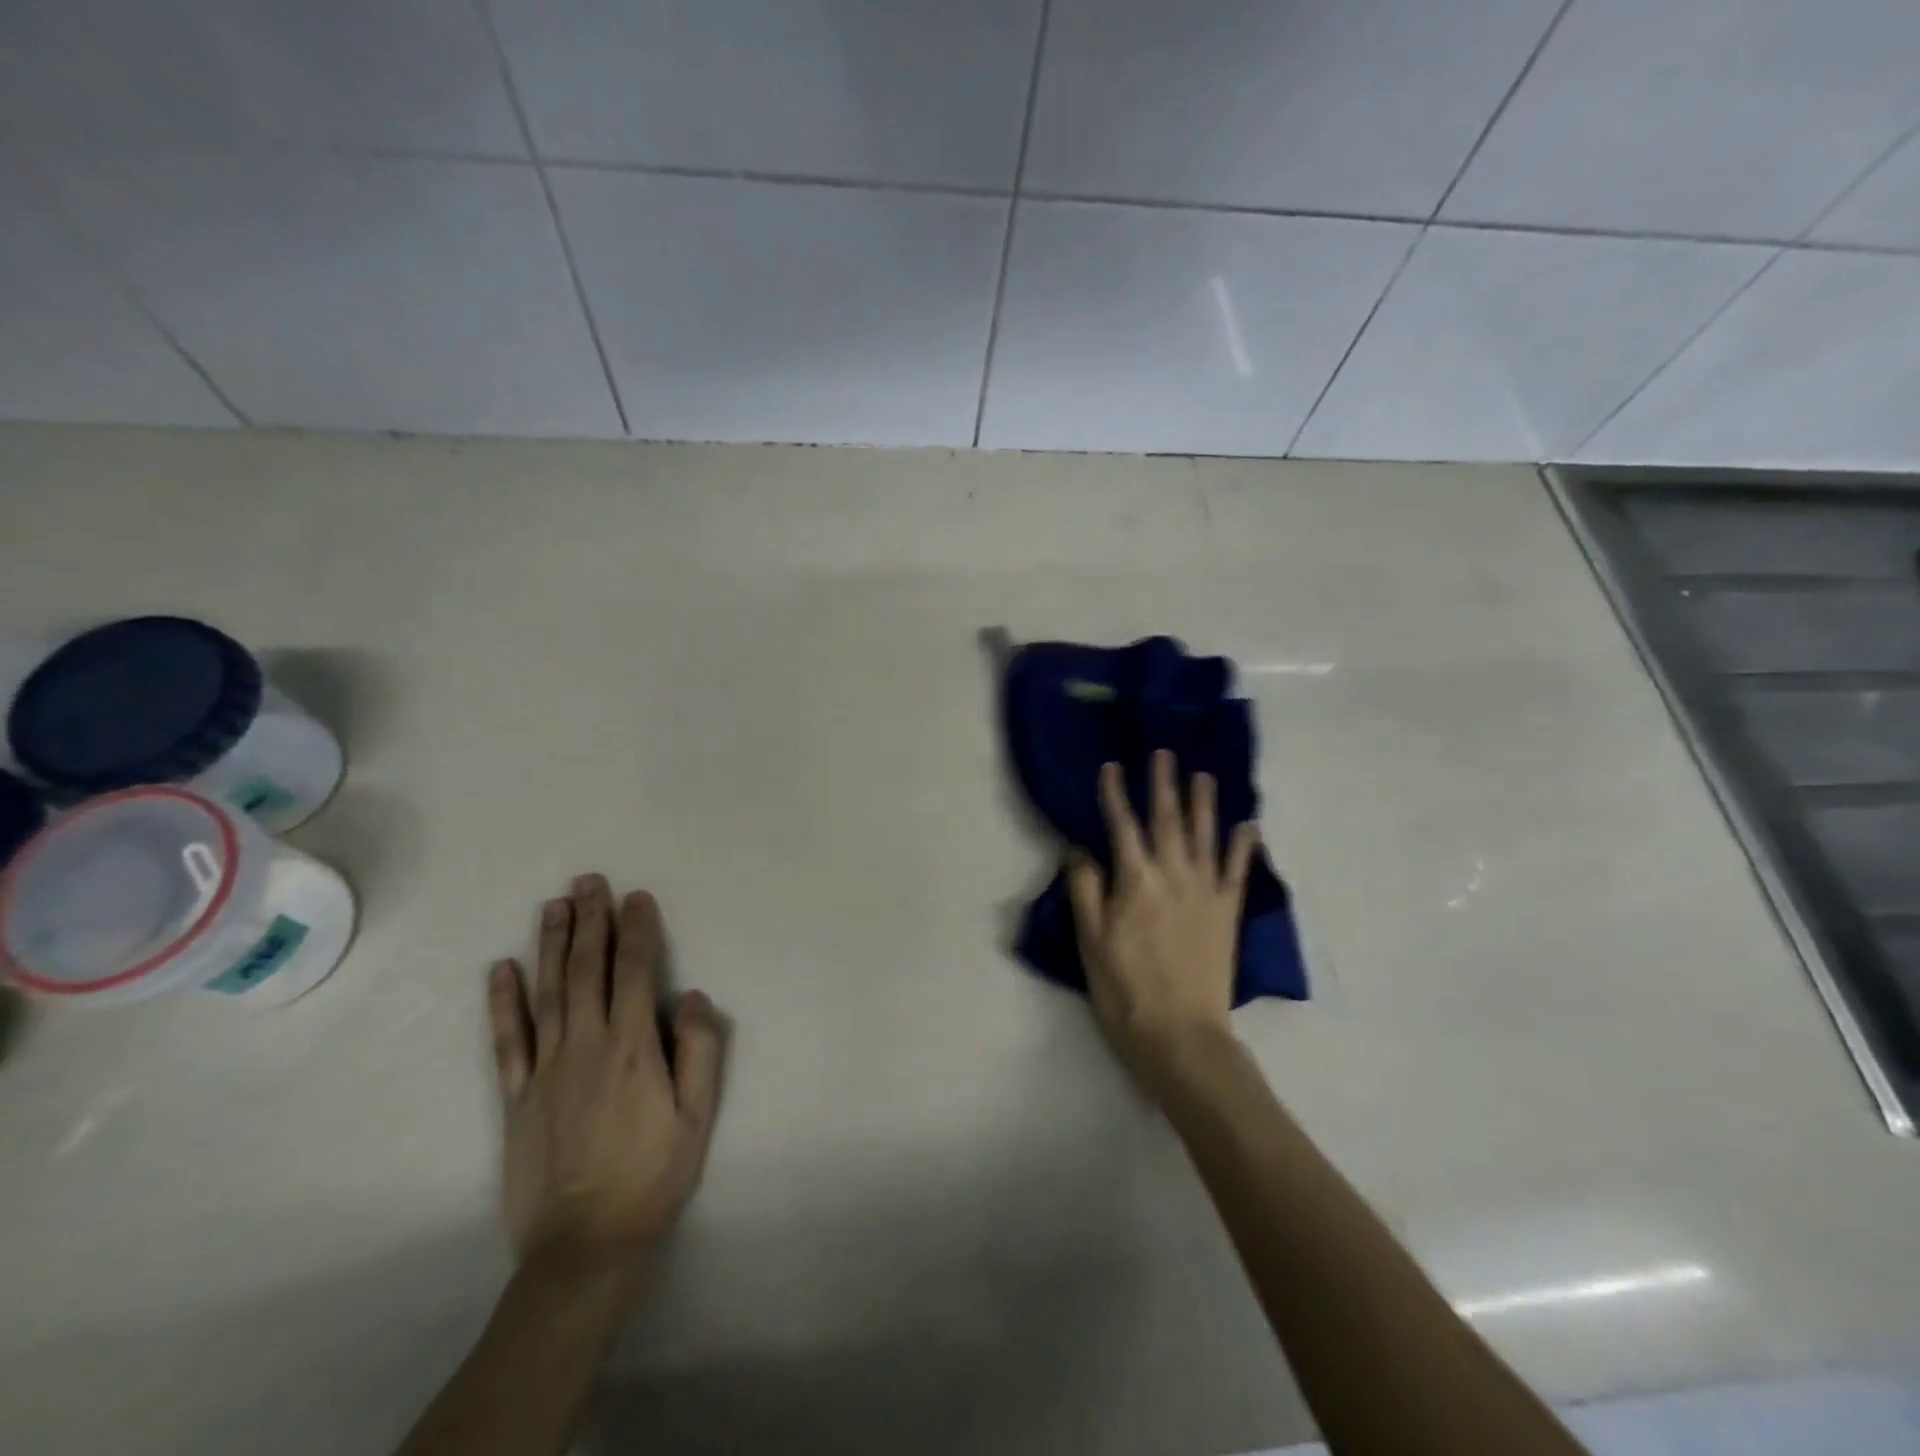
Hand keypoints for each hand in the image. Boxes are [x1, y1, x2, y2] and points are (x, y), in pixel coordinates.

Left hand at [488, 875, 726, 1274]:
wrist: (585, 1246)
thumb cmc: (653, 1176)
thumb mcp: (698, 1116)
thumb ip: (698, 1050)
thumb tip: (689, 994)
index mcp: (633, 1047)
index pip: (635, 972)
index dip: (637, 930)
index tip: (637, 896)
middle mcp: (586, 1046)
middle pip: (587, 970)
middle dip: (590, 921)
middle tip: (588, 881)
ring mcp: (545, 1070)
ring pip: (548, 993)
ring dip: (551, 945)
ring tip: (554, 905)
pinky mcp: (516, 1098)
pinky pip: (508, 1041)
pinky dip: (504, 1002)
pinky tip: (502, 969)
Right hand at [1067, 751, 1258, 1088]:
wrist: (1181, 1036)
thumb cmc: (1125, 991)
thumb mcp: (1090, 942)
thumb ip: (1085, 890)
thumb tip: (1079, 848)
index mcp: (1135, 882)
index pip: (1121, 826)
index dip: (1115, 794)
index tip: (1112, 766)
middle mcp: (1173, 876)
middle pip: (1167, 820)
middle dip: (1163, 785)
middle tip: (1164, 753)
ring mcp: (1206, 892)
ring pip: (1205, 836)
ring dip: (1204, 803)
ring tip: (1203, 775)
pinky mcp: (1228, 912)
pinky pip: (1238, 871)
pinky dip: (1244, 846)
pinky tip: (1249, 825)